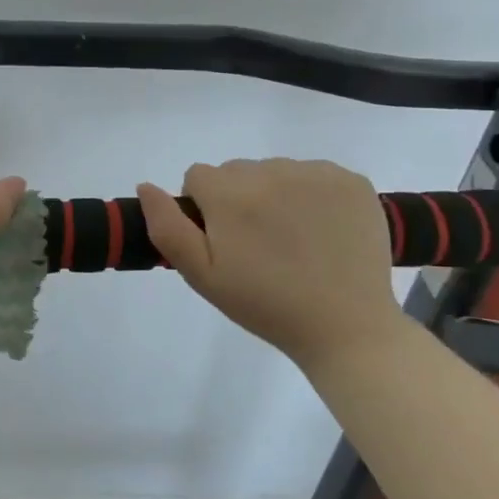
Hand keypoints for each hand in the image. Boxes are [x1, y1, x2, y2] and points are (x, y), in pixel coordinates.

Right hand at [137, 158, 399, 364]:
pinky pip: (314, 174)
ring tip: (292, 240)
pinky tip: (321, 230)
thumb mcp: (202, 275)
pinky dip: (311, 195)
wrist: (346, 328)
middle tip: (258, 245)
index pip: (197, 177)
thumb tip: (145, 186)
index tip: (222, 241)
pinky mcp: (352, 181)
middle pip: (236, 171)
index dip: (203, 209)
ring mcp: (316, 173)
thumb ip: (167, 227)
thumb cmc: (265, 305)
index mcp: (230, 194)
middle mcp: (272, 172)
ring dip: (274, 195)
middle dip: (237, 199)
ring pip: (274, 171)